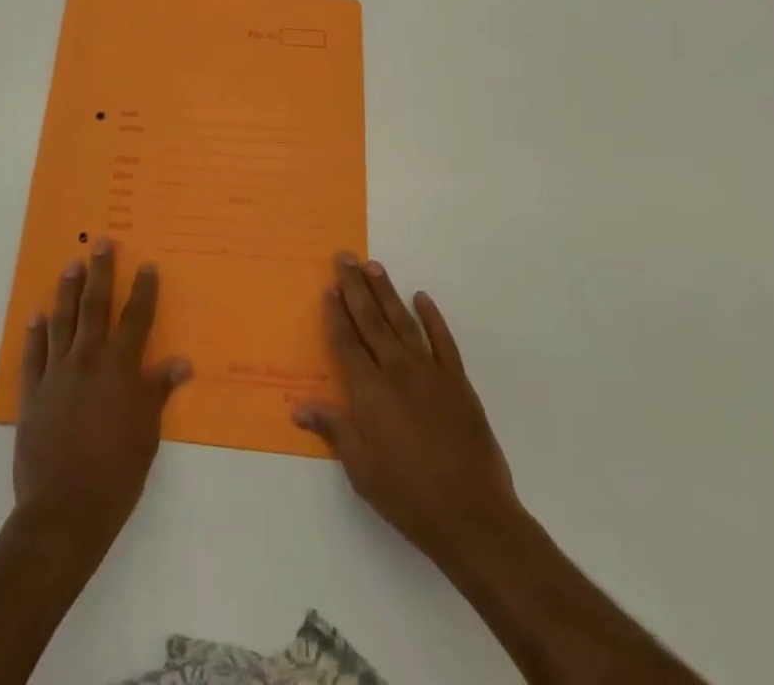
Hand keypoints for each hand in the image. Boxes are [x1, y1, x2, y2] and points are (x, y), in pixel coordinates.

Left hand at [13, 239, 191, 558]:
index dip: (143, 291)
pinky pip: (33, 354)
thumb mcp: (148, 434)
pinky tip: (36, 316)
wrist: (64, 511)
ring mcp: (57, 373)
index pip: (136, 319)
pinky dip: (35, 333)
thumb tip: (181, 362)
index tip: (146, 265)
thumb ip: (158, 391)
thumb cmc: (116, 474)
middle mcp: (88, 360)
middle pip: (96, 306)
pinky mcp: (33, 392)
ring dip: (67, 291)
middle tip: (101, 242)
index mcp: (121, 369)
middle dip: (101, 272)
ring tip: (71, 265)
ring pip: (62, 321)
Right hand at [292, 253, 522, 573]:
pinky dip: (432, 317)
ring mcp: (431, 373)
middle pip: (371, 321)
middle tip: (345, 257)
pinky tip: (422, 298)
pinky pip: (443, 340)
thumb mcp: (362, 469)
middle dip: (355, 288)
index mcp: (370, 391)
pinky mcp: (458, 382)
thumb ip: (334, 429)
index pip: (346, 342)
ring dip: (387, 292)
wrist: (474, 517)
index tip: (328, 287)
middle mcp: (397, 371)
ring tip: (373, 266)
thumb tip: (299, 406)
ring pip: (403, 321)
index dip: (336, 314)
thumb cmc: (409, 496)